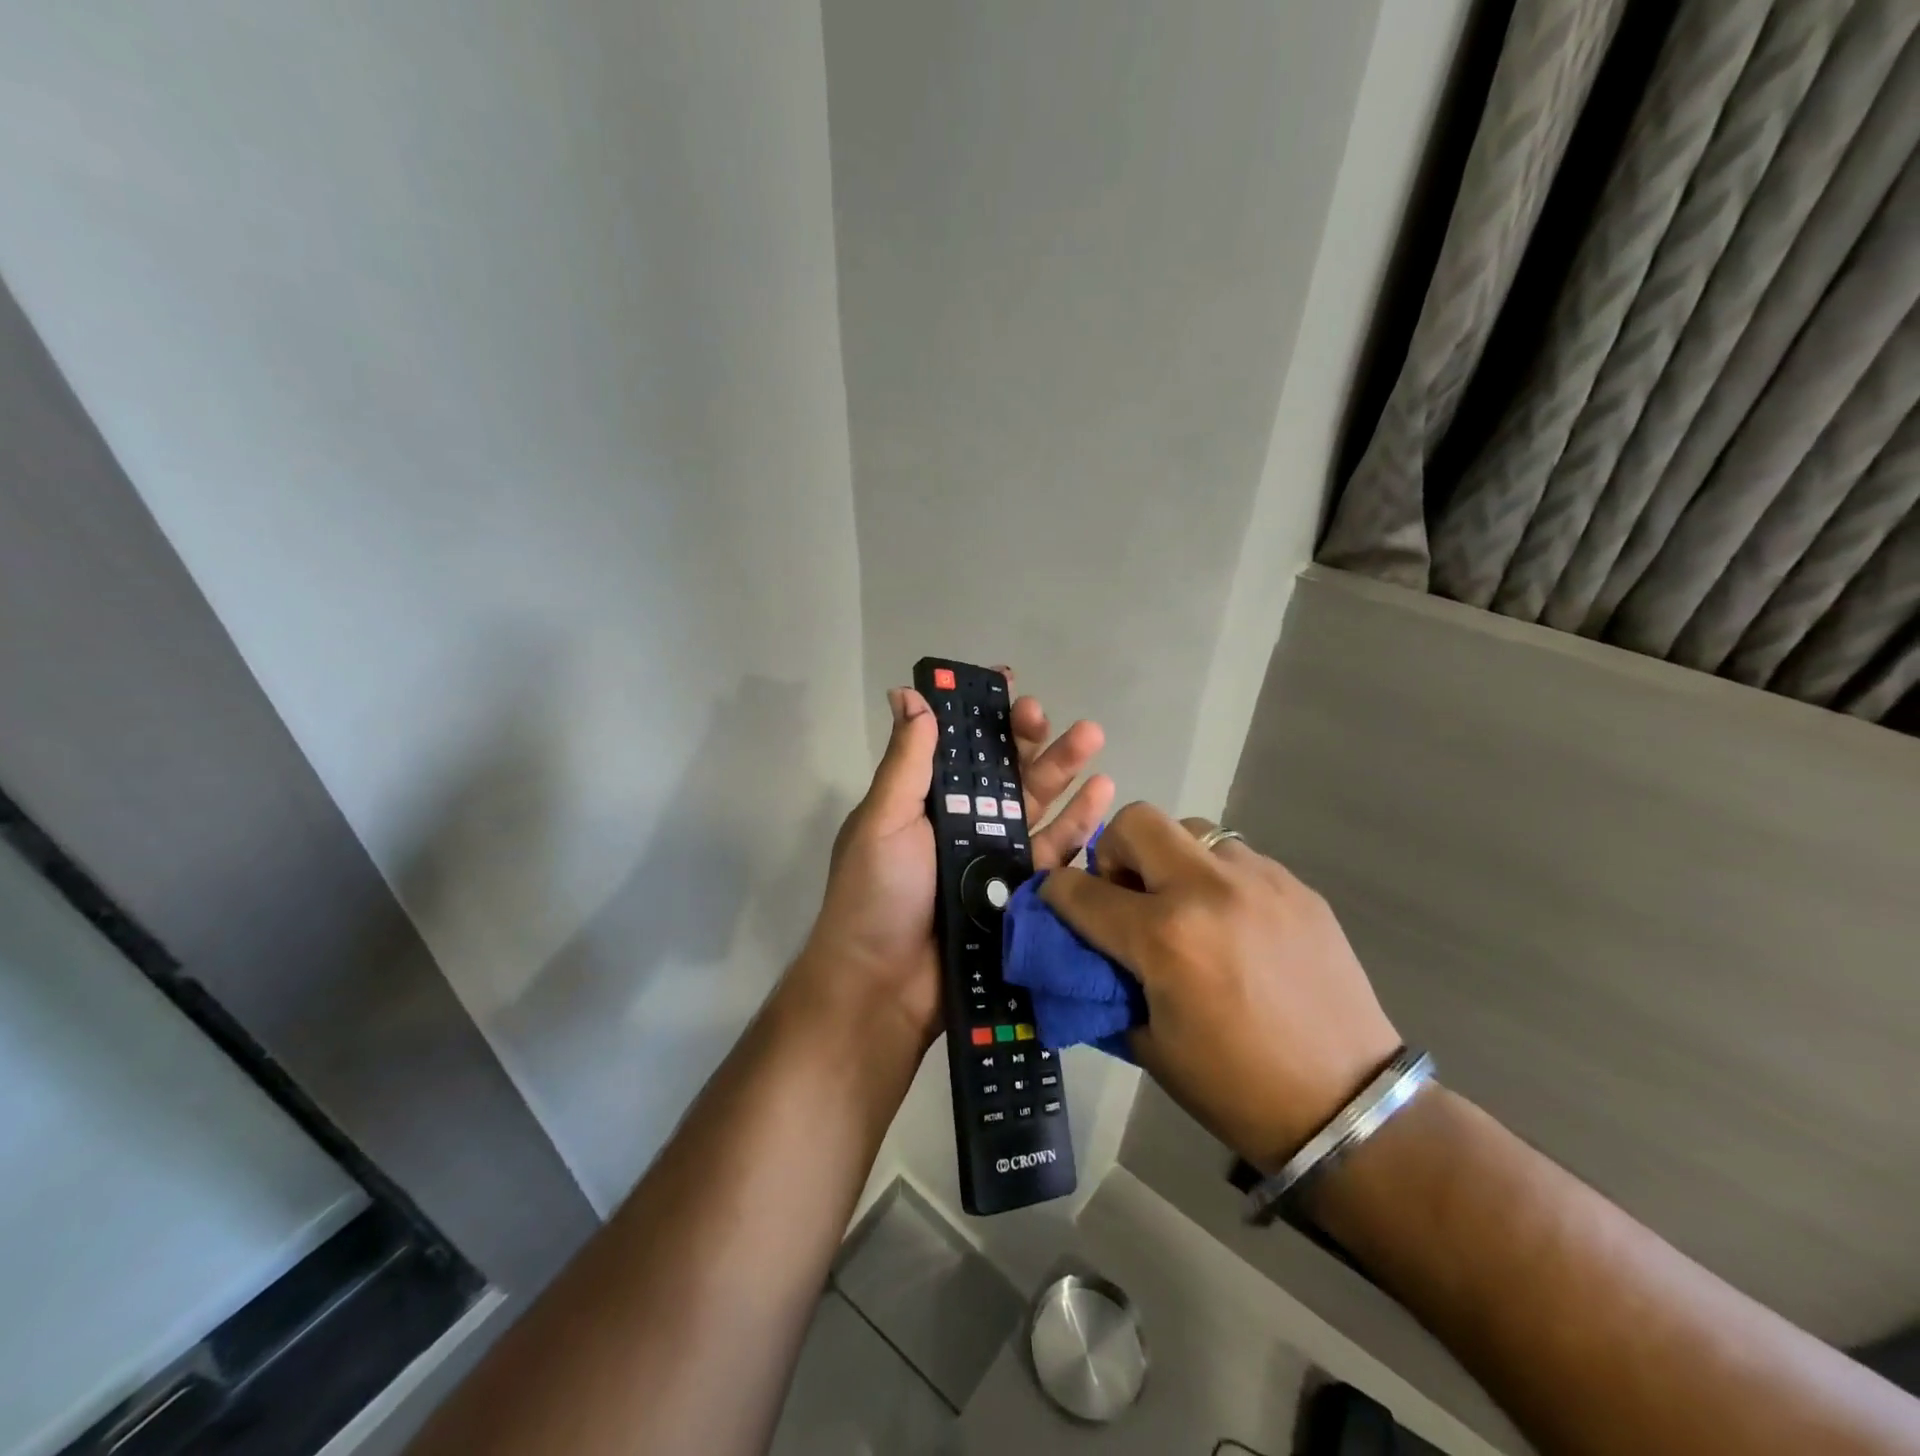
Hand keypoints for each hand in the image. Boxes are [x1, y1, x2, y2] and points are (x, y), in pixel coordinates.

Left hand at [794, 669, 1112, 1047]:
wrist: (885, 988)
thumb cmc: (877, 894)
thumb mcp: (883, 820)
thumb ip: (906, 760)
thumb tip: (908, 693)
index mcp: (928, 800)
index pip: (961, 746)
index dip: (983, 714)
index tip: (1008, 681)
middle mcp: (964, 822)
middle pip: (1006, 770)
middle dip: (1029, 737)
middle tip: (1047, 714)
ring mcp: (995, 858)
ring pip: (1037, 803)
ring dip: (1064, 769)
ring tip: (1092, 736)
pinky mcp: (1022, 892)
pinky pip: (1055, 851)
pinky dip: (1079, 823)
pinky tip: (1103, 793)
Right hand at [1039, 803, 1399, 1170]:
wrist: (1348, 1107)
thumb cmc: (1234, 1087)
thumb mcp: (1148, 1042)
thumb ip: (1106, 980)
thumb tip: (1084, 946)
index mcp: (1165, 938)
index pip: (1081, 890)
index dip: (1057, 893)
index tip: (1060, 902)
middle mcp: (1208, 890)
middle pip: (1136, 822)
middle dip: (1114, 852)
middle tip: (1127, 895)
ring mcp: (1259, 880)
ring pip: (1191, 830)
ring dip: (1170, 861)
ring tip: (1186, 908)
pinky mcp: (1296, 885)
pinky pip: (1236, 857)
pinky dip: (1217, 879)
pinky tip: (1233, 925)